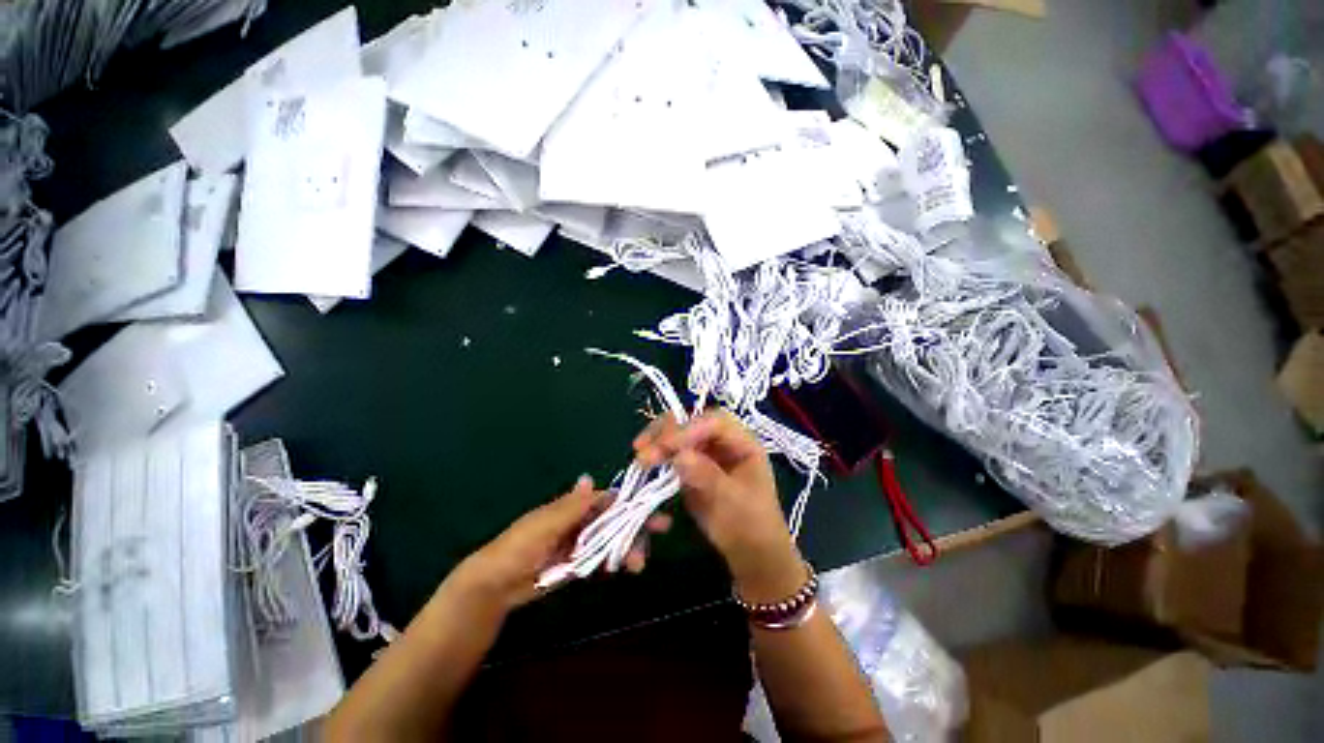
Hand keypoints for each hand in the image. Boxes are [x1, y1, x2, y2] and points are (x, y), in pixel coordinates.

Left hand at [456, 476, 671, 609]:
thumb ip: (572, 505)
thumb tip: (590, 478)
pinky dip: (616, 560)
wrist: (496, 584)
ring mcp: (581, 543)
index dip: (630, 500)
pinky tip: (628, 567)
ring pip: (613, 538)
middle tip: (663, 528)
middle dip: (637, 522)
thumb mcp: (546, 523)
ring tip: (639, 563)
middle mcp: (581, 521)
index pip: (608, 498)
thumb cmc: (519, 546)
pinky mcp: (579, 564)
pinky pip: (603, 558)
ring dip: (630, 546)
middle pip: (616, 518)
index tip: (652, 505)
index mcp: (574, 506)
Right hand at [634, 411, 806, 602]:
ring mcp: (706, 452)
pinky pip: (672, 453)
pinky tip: (643, 463)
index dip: (690, 429)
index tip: (666, 447)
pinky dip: (657, 455)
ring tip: (639, 454)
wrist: (750, 554)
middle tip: (644, 449)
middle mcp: (723, 441)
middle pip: (693, 422)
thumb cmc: (751, 527)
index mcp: (743, 443)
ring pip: (679, 434)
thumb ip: (707, 476)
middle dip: (668, 432)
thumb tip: (679, 456)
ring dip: (658, 440)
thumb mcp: (733, 502)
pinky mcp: (692, 466)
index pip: (715, 423)